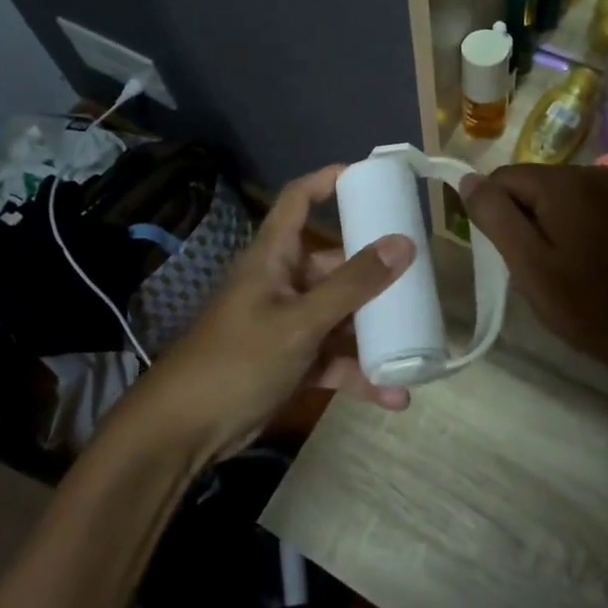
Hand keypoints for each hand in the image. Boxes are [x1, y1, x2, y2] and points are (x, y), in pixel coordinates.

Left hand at [119, 165, 413, 460]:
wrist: (186, 429)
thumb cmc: (238, 359)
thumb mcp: (300, 321)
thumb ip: (352, 285)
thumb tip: (404, 243)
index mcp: (273, 256)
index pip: (297, 200)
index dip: (327, 181)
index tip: (370, 177)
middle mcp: (283, 283)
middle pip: (334, 263)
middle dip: (374, 271)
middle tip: (420, 271)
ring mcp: (288, 324)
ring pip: (340, 315)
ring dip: (373, 329)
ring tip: (419, 335)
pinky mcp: (292, 362)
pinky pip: (333, 359)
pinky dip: (359, 373)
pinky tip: (394, 394)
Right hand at [462, 164, 607, 376]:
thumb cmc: (587, 304)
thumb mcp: (528, 263)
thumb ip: (494, 216)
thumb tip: (467, 180)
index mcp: (564, 182)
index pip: (500, 179)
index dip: (493, 216)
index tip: (504, 255)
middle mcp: (589, 173)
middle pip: (526, 186)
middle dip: (518, 222)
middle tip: (529, 269)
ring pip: (549, 200)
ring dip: (540, 230)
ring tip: (552, 272)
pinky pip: (574, 210)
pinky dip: (563, 232)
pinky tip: (575, 267)